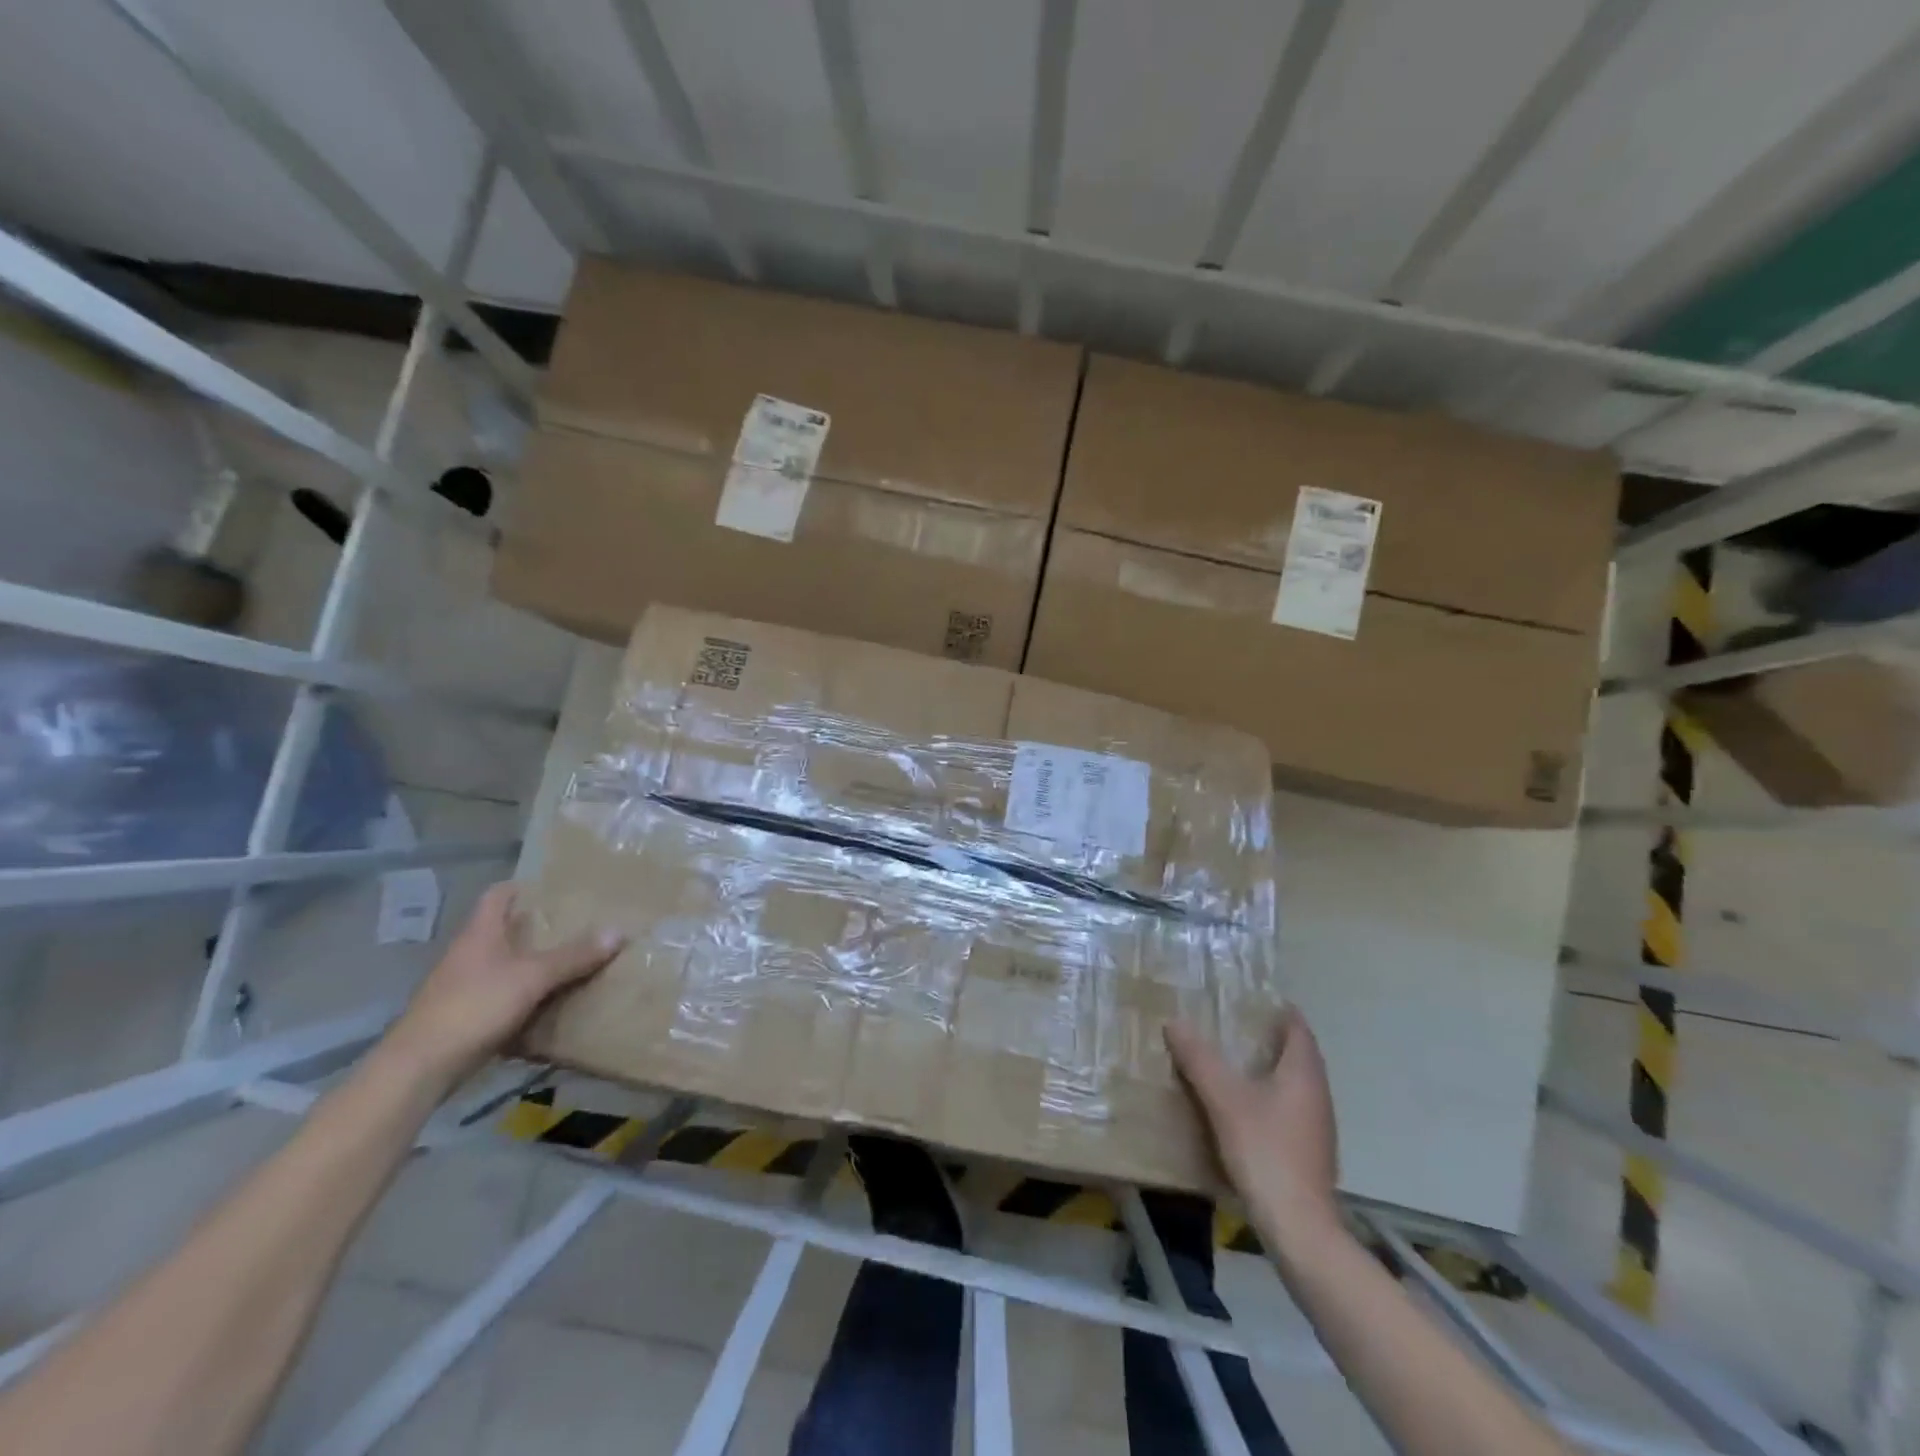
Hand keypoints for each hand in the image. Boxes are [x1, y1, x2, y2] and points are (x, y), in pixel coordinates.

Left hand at [385, 882, 623, 1087]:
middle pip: (504, 929)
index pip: (498, 895)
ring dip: (532, 962)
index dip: (523, 886)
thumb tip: (618, 931)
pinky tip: (549, 1001)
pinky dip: (524, 994)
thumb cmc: (474, 1007)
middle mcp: (468, 953)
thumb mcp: (532, 978)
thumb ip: (574, 956)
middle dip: (538, 927)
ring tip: (572, 961)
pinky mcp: (464, 1016)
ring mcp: (463, 986)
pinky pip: (501, 994)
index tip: (555, 887)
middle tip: (578, 924)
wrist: (419, 1068)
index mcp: (480, 933)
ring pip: (504, 963)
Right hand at [1166, 1009, 1339, 1243]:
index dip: (1279, 1011)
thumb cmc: (1265, 1150)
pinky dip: (1271, 1099)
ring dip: (1270, 1070)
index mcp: (1303, 1073)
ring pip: (1295, 1085)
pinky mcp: (1311, 1154)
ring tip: (1235, 1063)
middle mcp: (1317, 1094)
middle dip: (1271, 1039)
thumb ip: (1199, 1059)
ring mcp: (1318, 1127)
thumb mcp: (1223, 1099)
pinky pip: (1291, 1110)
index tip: (1253, 999)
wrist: (1298, 1226)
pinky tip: (1246, 1109)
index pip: (1298, 1029)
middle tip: (1235, 1026)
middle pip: (1299, 1056)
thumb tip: (1175, 1022)